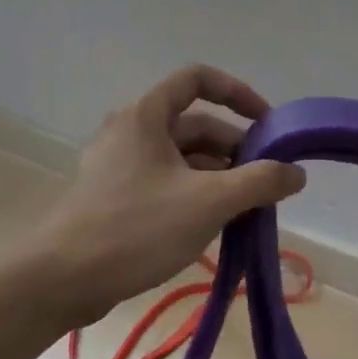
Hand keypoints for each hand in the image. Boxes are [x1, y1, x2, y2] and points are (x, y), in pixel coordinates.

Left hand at [27, 65, 306, 323]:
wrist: (61, 279)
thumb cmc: (136, 228)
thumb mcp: (209, 202)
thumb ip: (259, 182)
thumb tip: (296, 173)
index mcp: (146, 116)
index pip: (198, 79)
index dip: (238, 93)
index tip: (267, 125)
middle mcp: (130, 132)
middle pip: (194, 125)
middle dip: (235, 150)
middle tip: (265, 183)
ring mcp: (119, 166)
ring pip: (181, 159)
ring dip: (217, 177)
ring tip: (246, 210)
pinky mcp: (114, 198)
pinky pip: (164, 184)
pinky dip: (194, 195)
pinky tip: (213, 227)